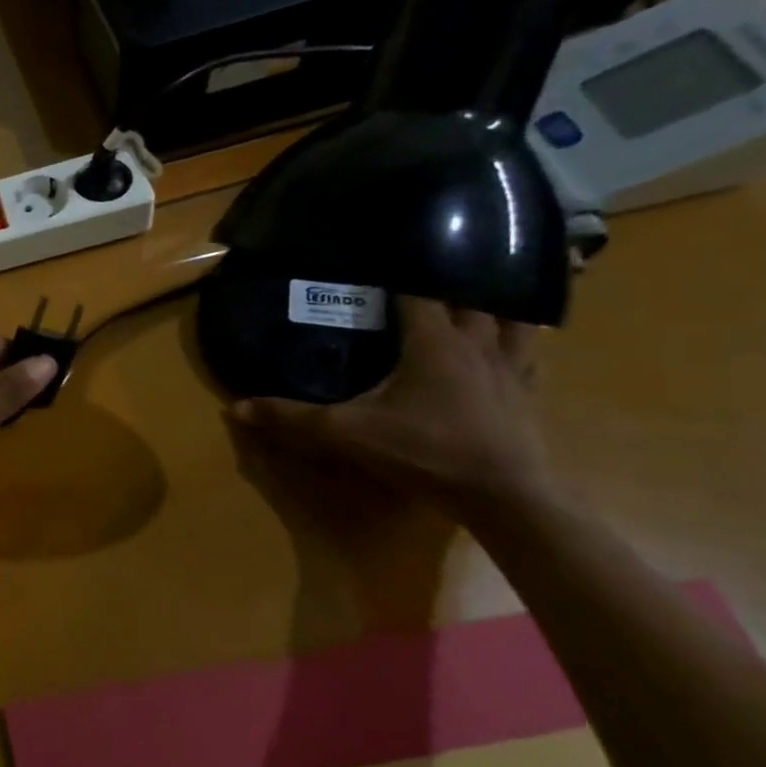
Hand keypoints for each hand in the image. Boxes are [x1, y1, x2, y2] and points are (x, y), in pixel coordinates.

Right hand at [230, 296, 555, 521]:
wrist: (504, 497)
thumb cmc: (423, 452)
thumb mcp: (346, 433)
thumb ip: (292, 417)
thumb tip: (235, 408)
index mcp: (434, 342)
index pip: (419, 293)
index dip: (400, 278)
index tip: (379, 269)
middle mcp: (477, 345)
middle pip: (470, 301)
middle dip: (448, 288)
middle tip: (421, 283)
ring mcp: (512, 369)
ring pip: (513, 322)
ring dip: (493, 310)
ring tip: (471, 306)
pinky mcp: (528, 396)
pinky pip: (530, 356)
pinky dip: (519, 344)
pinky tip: (506, 350)